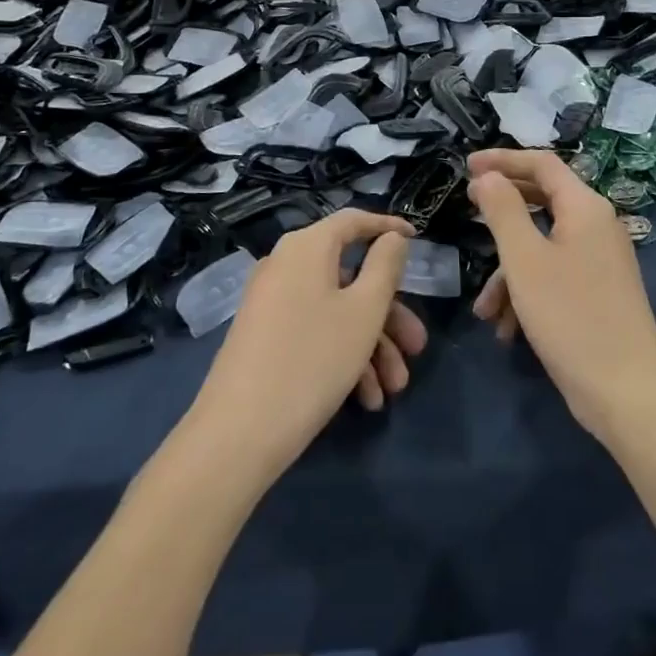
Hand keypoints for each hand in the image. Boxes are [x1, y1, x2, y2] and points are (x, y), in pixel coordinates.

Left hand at [191, 209, 427, 482]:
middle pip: (349, 275)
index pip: (353, 221)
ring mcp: (271, 302)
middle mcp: (285, 265)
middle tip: (417, 346)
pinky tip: (365, 399)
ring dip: (371, 345)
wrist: (238, 434)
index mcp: (307, 247)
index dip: (387, 227)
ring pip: (335, 310)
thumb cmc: (313, 360)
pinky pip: (314, 331)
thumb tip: (391, 238)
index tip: (417, 239)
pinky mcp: (264, 336)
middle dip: (389, 314)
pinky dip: (343, 356)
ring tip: (393, 389)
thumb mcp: (364, 311)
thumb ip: (385, 266)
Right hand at [467, 150, 655, 446]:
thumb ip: (503, 210)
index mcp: (585, 207)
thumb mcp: (525, 260)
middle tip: (467, 208)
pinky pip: (556, 274)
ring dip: (509, 269)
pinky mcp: (599, 291)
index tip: (467, 165)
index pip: (542, 163)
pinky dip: (528, 292)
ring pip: (544, 245)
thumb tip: (487, 176)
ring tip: (484, 309)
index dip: (503, 159)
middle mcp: (597, 225)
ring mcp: (601, 260)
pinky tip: (507, 328)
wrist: (627, 394)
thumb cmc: (570, 317)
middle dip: (503, 210)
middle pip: (544, 199)